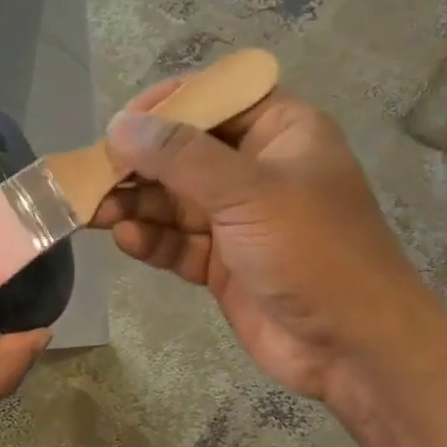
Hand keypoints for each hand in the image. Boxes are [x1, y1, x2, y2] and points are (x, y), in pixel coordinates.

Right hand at [91, 79, 431, 400]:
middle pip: (184, 153)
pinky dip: (152, 240)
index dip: (167, 105)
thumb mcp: (248, 192)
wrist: (354, 348)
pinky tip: (129, 241)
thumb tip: (119, 124)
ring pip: (173, 200)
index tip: (120, 123)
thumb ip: (180, 156)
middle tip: (92, 176)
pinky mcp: (222, 262)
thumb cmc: (313, 251)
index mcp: (280, 133)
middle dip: (138, 164)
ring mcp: (238, 219)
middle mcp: (256, 169)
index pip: (215, 99)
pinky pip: (177, 241)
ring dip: (136, 204)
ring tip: (95, 212)